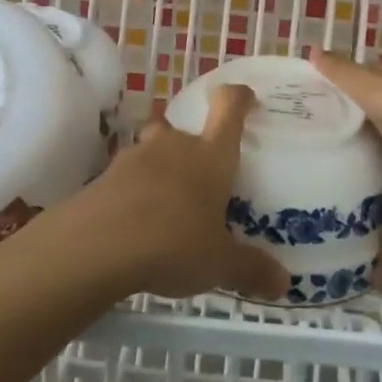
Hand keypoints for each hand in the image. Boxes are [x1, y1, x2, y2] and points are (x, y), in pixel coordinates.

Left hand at [77, 84, 289, 302]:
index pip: (228, 107)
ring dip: (160, 169)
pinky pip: (127, 176)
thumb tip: (284, 284)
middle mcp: (174, 146)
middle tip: (199, 180)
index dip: (238, 97)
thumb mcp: (218, 264)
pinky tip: (137, 224)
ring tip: (167, 207)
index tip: (246, 99)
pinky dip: (134, 192)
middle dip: (191, 147)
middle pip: (183, 129)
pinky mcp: (105, 176)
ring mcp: (135, 157)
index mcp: (210, 155)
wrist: (98, 244)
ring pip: (152, 150)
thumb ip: (250, 269)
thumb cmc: (173, 242)